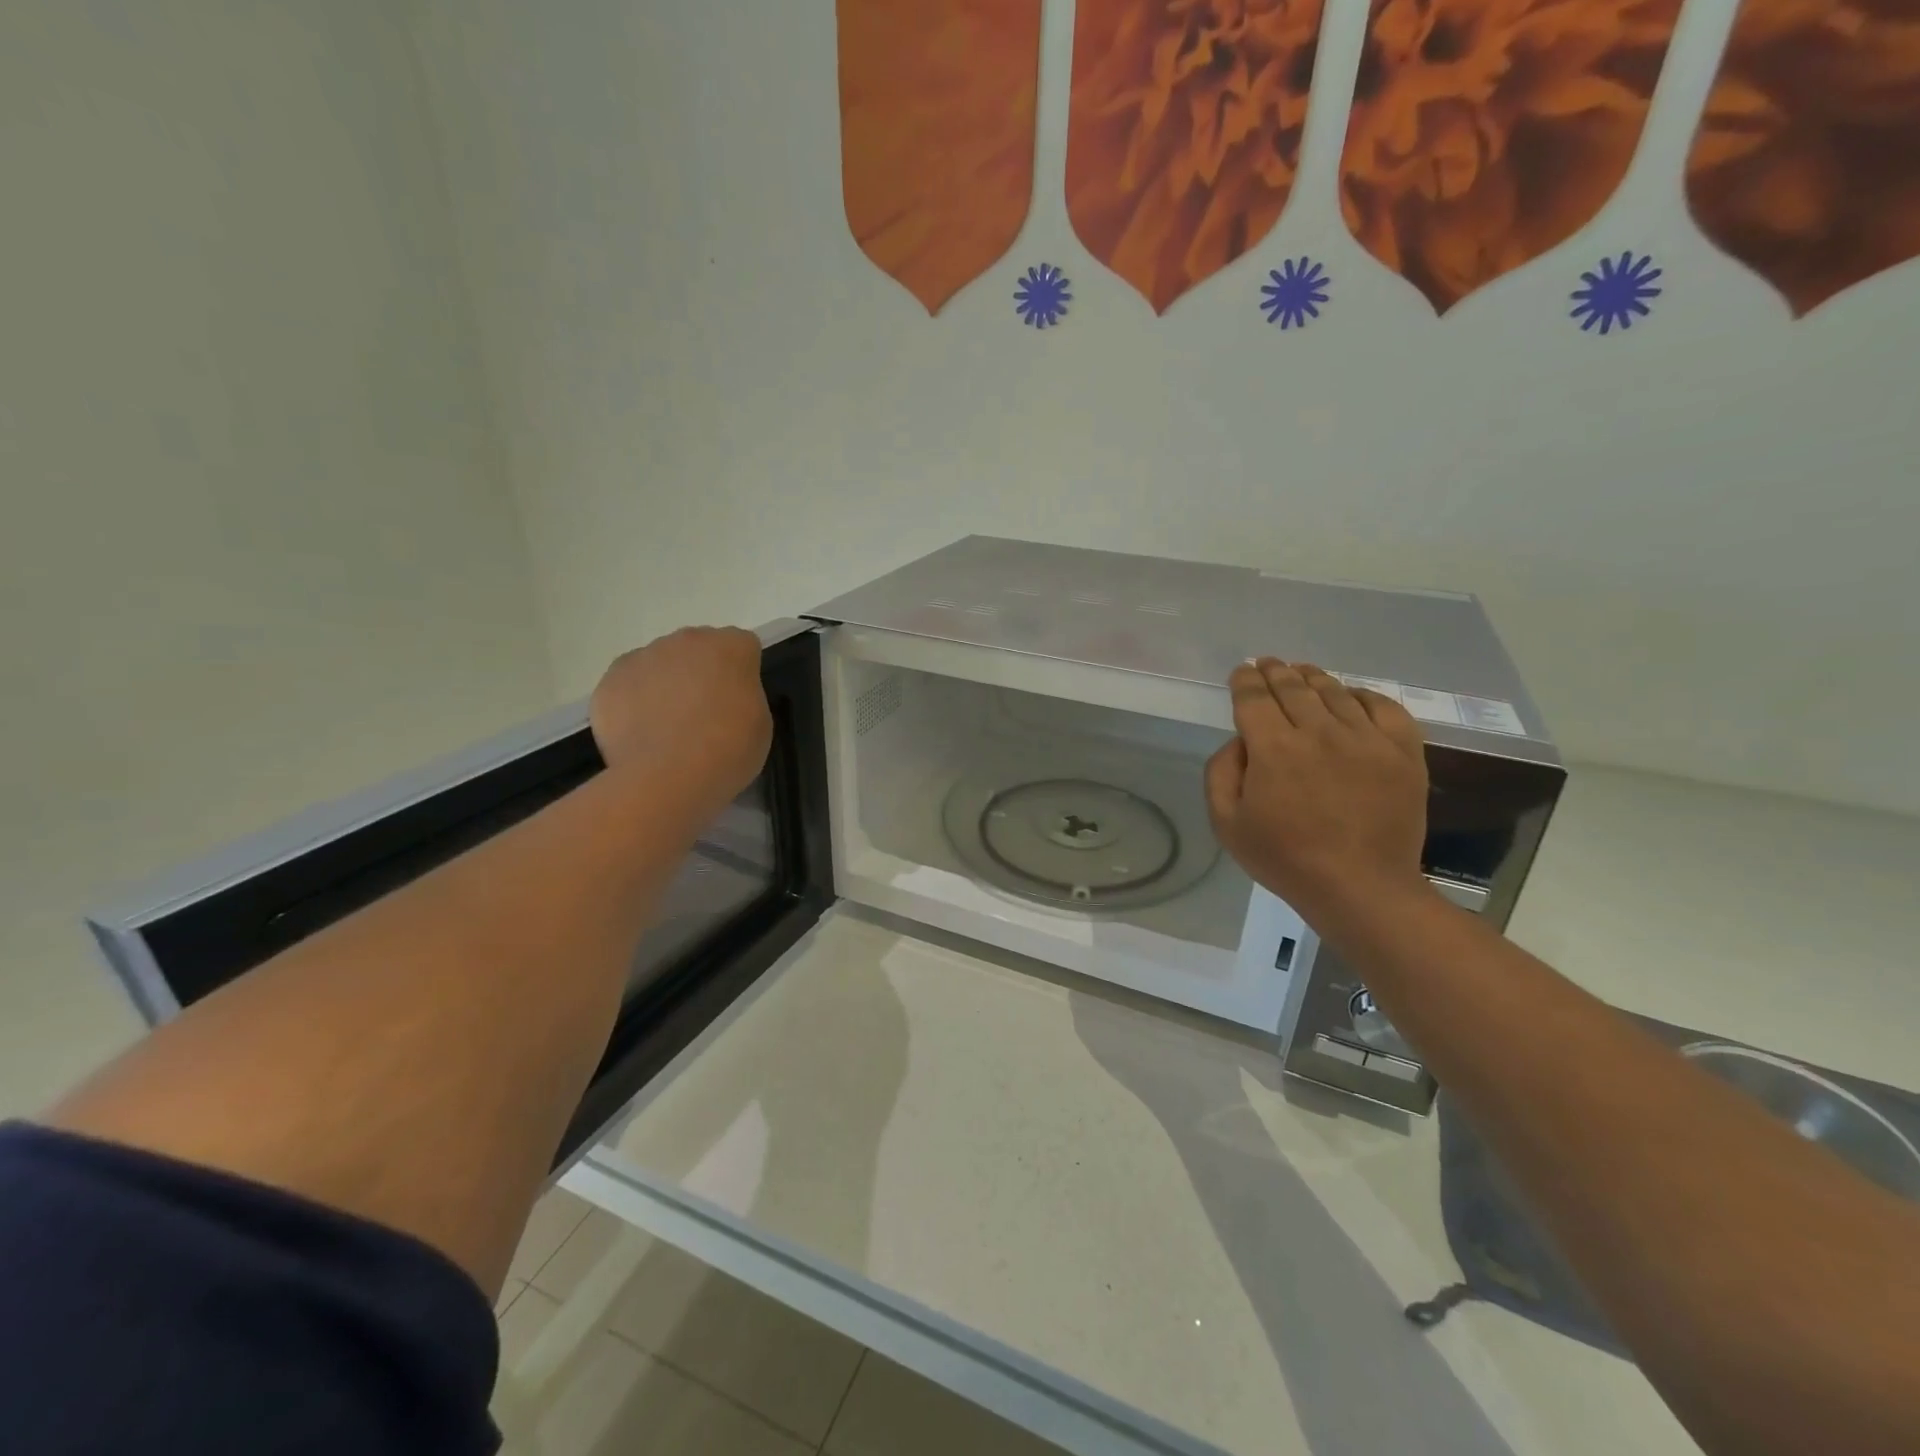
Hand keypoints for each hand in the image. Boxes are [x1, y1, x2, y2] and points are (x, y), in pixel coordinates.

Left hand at [590, 628, 771, 807]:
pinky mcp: (611, 679)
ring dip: (665, 685)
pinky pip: (628, 684)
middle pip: (698, 648)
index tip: (739, 702)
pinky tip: (641, 733)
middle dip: (701, 672)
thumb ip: (744, 696)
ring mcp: (644, 656)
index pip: (742, 647)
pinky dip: (634, 702)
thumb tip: (724, 697)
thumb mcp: (760, 723)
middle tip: (703, 714)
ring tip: (667, 728)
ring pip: (659, 664)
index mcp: (731, 647)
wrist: (668, 776)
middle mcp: (687, 640)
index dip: (741, 674)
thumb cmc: (728, 750)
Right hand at [1205, 658, 1432, 927]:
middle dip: (1275, 672)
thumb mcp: (1227, 824)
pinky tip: (1351, 696)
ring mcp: (1366, 738)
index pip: (1254, 698)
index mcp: (1273, 748)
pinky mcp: (1402, 751)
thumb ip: (1220, 773)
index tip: (1241, 673)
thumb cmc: (1285, 859)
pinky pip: (1384, 706)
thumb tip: (1239, 741)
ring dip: (1313, 677)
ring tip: (1302, 673)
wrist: (1361, 887)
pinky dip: (1363, 695)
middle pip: (1293, 687)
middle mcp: (1319, 731)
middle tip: (1268, 664)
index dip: (1244, 681)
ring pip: (1335, 692)